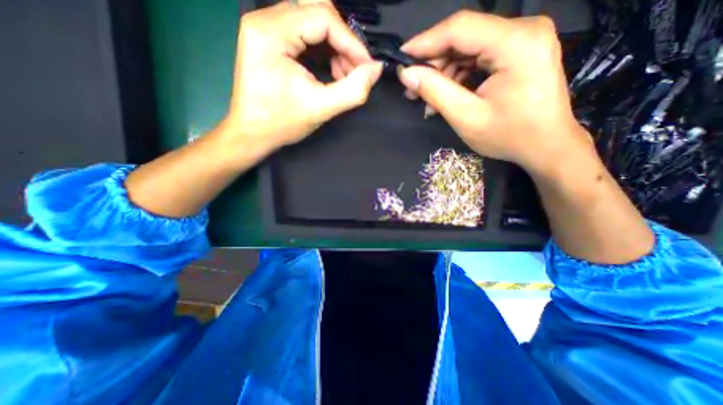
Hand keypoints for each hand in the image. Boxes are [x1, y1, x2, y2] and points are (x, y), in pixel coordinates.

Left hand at [223, 0, 383, 154]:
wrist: (252, 133)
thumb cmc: (282, 123)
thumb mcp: (321, 108)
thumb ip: (353, 90)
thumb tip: (376, 69)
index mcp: (271, 32)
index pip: (323, 16)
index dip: (351, 41)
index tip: (366, 67)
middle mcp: (264, 19)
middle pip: (317, 11)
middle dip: (343, 42)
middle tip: (354, 71)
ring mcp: (265, 27)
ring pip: (312, 20)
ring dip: (335, 46)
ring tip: (342, 75)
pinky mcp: (269, 39)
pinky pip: (304, 32)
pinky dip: (323, 49)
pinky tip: (330, 71)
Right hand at [398, 12, 595, 171]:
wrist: (546, 146)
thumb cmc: (508, 136)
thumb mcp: (466, 116)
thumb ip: (435, 91)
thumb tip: (406, 74)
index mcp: (515, 43)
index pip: (460, 28)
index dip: (425, 42)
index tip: (402, 58)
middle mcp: (524, 30)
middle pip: (464, 37)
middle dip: (434, 63)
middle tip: (412, 88)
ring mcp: (524, 40)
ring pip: (469, 48)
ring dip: (445, 73)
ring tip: (427, 100)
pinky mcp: (520, 52)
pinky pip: (479, 58)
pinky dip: (459, 77)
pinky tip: (446, 96)